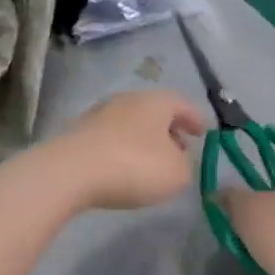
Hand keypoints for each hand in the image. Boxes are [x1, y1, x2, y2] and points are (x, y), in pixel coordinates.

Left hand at [39, 90, 207, 212]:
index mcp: (155, 101)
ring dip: (144, 140)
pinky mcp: (78, 133)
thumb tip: (179, 160)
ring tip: (152, 162)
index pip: (182, 104)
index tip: (203, 132)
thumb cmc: (134, 166)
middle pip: (154, 111)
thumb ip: (186, 166)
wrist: (71, 171)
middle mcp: (127, 100)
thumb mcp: (177, 174)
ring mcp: (99, 114)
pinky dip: (122, 149)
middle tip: (180, 148)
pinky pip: (110, 138)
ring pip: (131, 124)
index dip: (195, 118)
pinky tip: (123, 168)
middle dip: (169, 130)